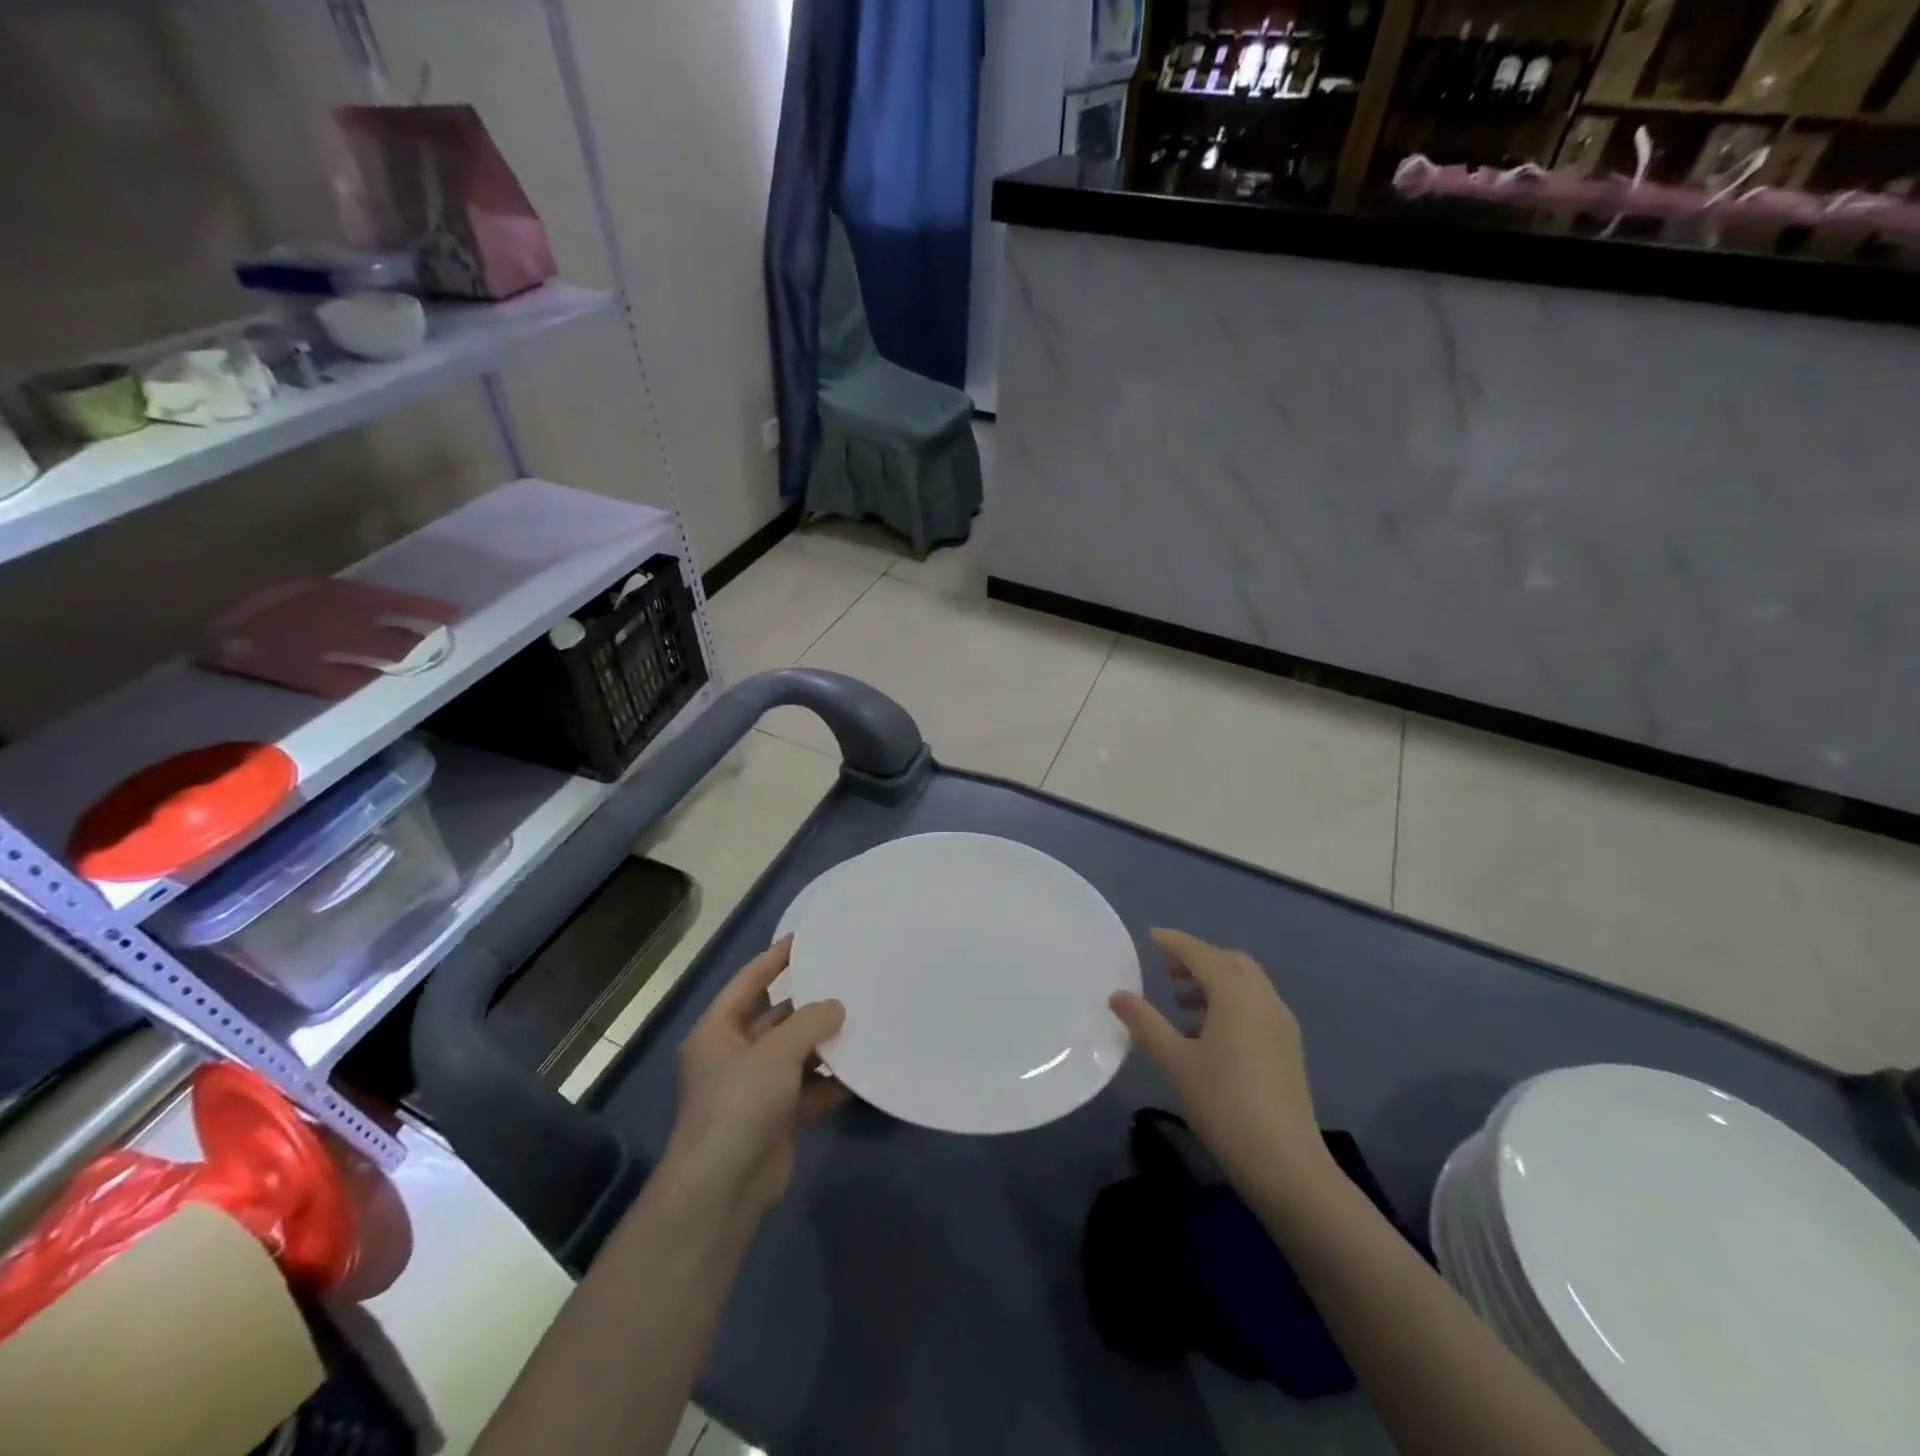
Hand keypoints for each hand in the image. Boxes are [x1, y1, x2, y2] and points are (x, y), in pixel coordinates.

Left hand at [661, 935, 848, 1215]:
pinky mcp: (776, 1117)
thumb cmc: (739, 1104)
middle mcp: (734, 1055)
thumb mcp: (776, 1052)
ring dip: (824, 1042)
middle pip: (776, 1018)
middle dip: (808, 1003)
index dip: (775, 959)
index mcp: (718, 1031)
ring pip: (796, 1054)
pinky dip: (831, 1080)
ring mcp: (755, 1088)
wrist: (723, 1189)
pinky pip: (809, 1088)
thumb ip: (810, 1022)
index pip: (749, 982)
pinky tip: (863, 1069)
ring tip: (862, 1019)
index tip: (805, 939)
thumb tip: (837, 1007)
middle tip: (846, 980)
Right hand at [1111, 928, 1334, 1202]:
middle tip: (1166, 970)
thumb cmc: (1224, 1105)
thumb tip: (1117, 995)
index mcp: (1236, 995)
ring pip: (1246, 984)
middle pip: (1230, 962)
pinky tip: (1207, 1035)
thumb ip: (1145, 1024)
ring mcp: (1281, 1024)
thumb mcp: (1175, 1062)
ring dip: (1214, 982)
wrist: (1286, 1165)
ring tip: (1181, 1003)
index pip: (1201, 954)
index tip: (1151, 936)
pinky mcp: (1288, 1048)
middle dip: (1198, 959)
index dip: (1174, 942)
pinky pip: (1256, 1006)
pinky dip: (1230, 1003)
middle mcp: (1263, 1000)